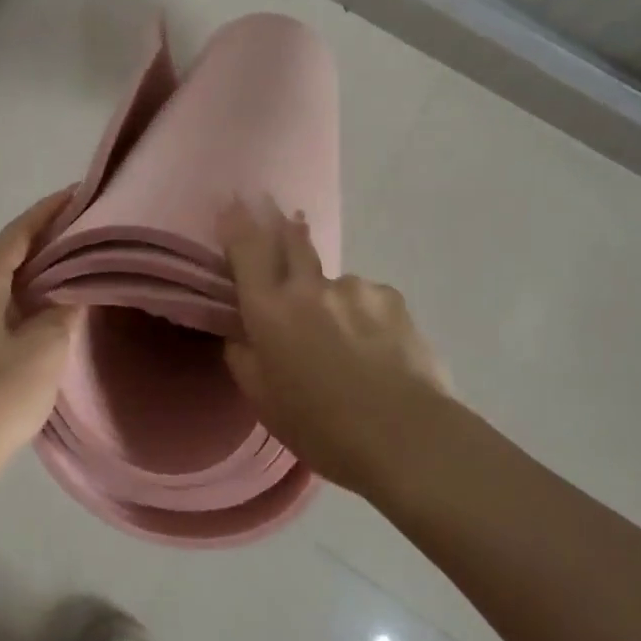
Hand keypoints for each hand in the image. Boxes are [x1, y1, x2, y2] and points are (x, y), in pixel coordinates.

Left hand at [0, 188, 82, 474]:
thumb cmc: (0, 395)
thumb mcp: (45, 347)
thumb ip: (64, 308)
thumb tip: (74, 288)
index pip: (18, 232)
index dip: (49, 210)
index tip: (78, 192)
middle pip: (8, 249)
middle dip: (44, 233)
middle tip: (83, 222)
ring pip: (1, 275)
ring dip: (34, 263)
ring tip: (72, 254)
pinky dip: (23, 288)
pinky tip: (46, 298)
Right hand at [219, 198, 451, 493]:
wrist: (407, 437)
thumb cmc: (323, 428)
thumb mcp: (264, 402)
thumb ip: (244, 359)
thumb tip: (241, 334)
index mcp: (270, 310)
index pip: (247, 249)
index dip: (237, 222)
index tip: (234, 203)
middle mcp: (309, 287)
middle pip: (292, 240)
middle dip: (284, 226)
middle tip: (285, 218)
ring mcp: (354, 288)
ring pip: (334, 283)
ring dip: (333, 299)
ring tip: (351, 342)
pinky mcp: (391, 298)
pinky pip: (369, 300)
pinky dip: (366, 316)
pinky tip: (380, 348)